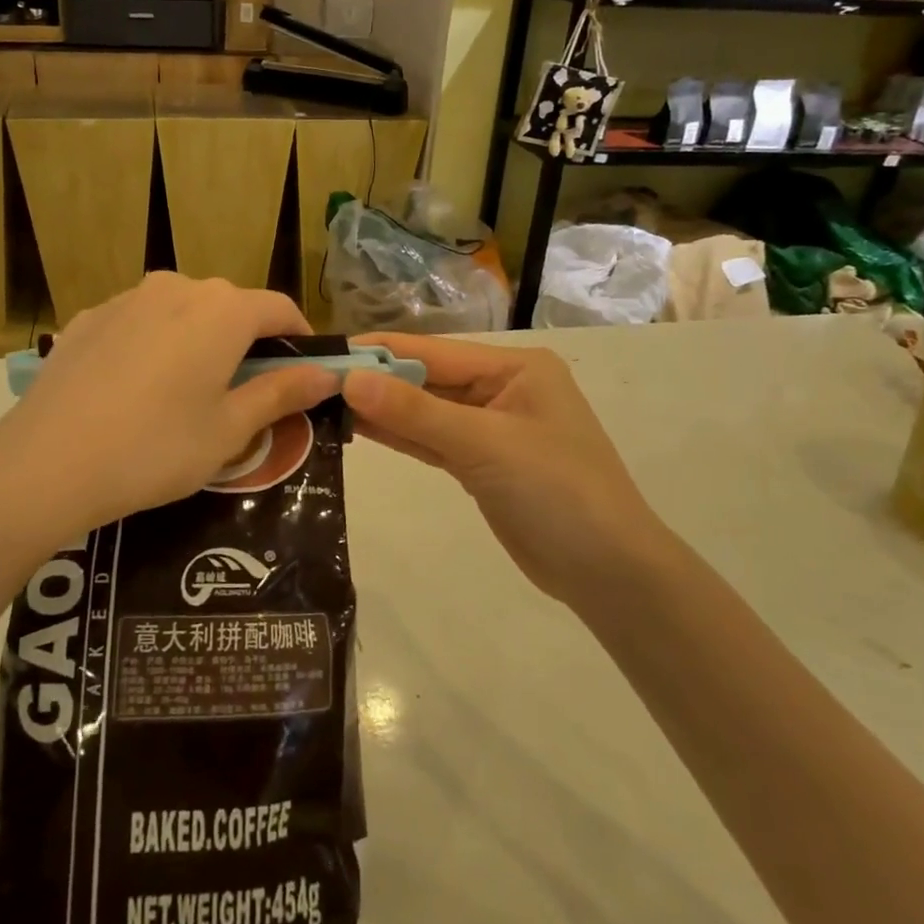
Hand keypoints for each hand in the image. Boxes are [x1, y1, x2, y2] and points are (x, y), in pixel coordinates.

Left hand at [0, 275, 340, 547]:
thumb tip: (328, 373)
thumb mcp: (229, 430)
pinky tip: (138, 389)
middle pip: (231, 306)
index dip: (300, 337)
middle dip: (248, 341)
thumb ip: (282, 392)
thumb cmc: (156, 448)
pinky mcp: (89, 317)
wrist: (45, 464)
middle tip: (247, 393)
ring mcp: (127, 298)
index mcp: (222, 310)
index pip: (279, 308)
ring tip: (189, 392)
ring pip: (184, 311)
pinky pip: (141, 322)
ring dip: (201, 340)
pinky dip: (156, 344)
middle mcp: (178, 287)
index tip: (304, 373)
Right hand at [342, 334, 664, 601]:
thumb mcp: (484, 445)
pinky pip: (432, 441)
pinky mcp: (481, 464)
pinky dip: (400, 436)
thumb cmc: (557, 492)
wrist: (609, 573)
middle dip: (376, 381)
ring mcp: (491, 428)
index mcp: (514, 368)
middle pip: (428, 379)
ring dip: (382, 409)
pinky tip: (358, 428)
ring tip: (324, 402)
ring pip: (426, 411)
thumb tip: (350, 381)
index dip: (379, 352)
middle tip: (314, 381)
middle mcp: (502, 389)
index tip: (326, 351)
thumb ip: (415, 412)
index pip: (433, 351)